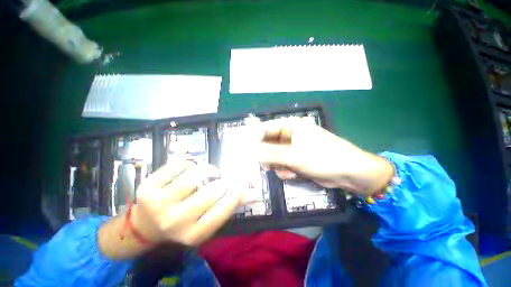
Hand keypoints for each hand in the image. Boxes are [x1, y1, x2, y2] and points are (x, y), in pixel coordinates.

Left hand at [132, 161, 243, 245]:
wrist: (143, 227)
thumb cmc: (181, 224)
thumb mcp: (204, 222)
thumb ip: (227, 207)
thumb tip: (251, 194)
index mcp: (192, 235)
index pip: (221, 212)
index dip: (235, 194)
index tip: (242, 183)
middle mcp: (175, 222)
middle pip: (209, 192)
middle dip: (222, 182)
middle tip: (224, 178)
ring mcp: (158, 204)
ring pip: (193, 175)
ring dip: (206, 170)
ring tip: (209, 172)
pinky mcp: (147, 188)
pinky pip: (178, 165)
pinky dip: (188, 163)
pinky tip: (189, 169)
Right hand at [258, 118, 393, 195]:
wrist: (350, 174)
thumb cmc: (324, 158)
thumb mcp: (295, 156)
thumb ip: (272, 154)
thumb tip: (253, 152)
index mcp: (292, 126)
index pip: (267, 128)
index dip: (256, 138)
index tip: (247, 149)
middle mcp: (291, 135)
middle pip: (270, 143)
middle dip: (267, 155)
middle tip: (263, 165)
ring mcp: (294, 147)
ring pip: (275, 155)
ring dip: (277, 164)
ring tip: (286, 170)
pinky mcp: (297, 159)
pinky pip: (283, 163)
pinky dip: (285, 169)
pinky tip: (292, 174)